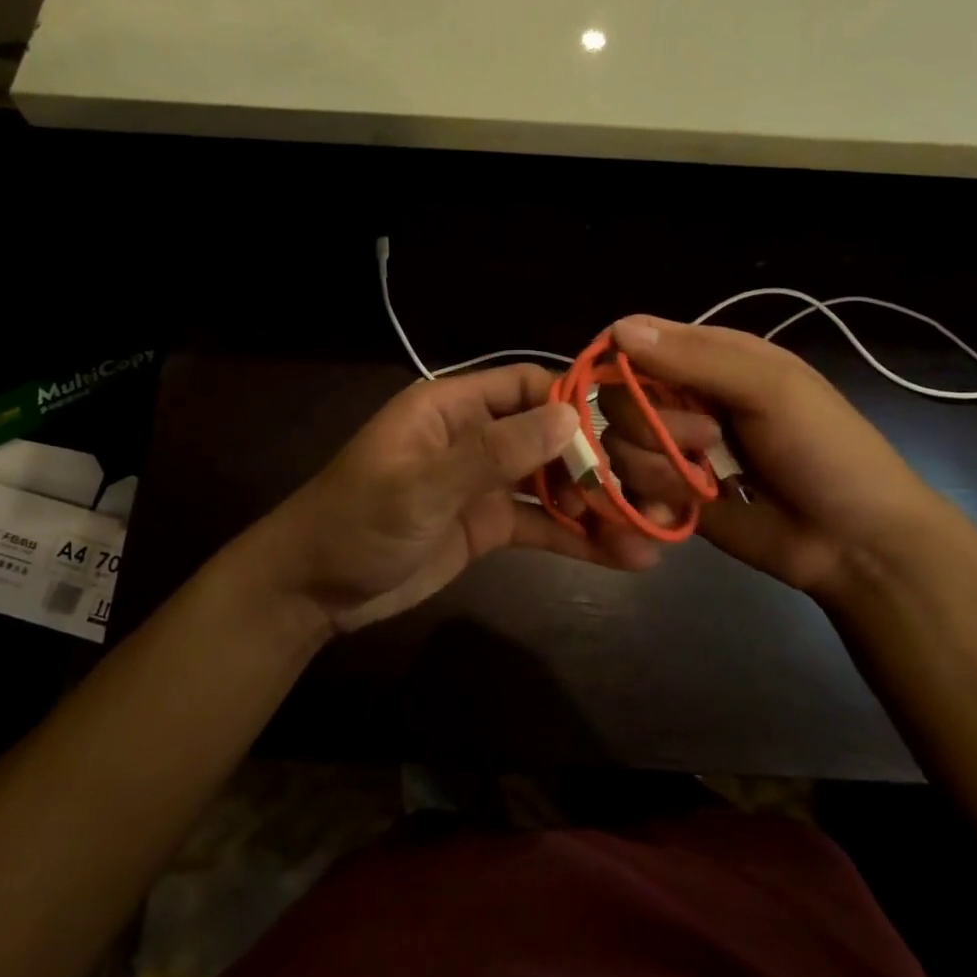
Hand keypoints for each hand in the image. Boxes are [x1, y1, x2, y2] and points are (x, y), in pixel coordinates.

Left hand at [270, 364, 660, 632]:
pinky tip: (625, 557)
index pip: (529, 386)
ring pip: (555, 483)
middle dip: (604, 460)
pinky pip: (542, 524)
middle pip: (552, 435)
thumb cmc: (357, 522)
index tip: (636, 426)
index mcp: (454, 407)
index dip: (580, 401)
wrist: (313, 590)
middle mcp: (476, 436)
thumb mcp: (422, 486)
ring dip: (600, 505)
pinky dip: (579, 539)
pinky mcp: (488, 525)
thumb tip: (570, 418)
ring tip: (656, 531)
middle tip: (663, 485)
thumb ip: (493, 453)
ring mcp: (485, 482)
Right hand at [596, 315, 954, 600]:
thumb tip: (616, 330)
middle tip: (709, 440)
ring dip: (655, 468)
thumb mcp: (772, 390)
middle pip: (617, 396)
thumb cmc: (825, 451)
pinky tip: (678, 513)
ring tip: (704, 487)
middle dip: (651, 424)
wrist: (855, 544)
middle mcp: (683, 398)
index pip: (636, 339)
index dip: (619, 359)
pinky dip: (647, 501)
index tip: (629, 385)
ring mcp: (674, 449)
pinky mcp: (669, 495)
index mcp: (708, 358)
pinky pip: (628, 489)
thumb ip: (696, 359)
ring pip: (618, 445)